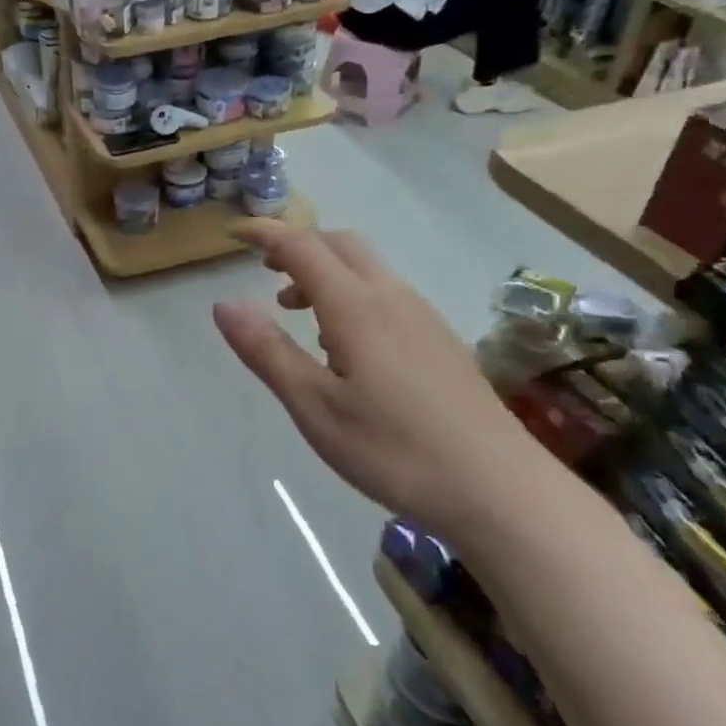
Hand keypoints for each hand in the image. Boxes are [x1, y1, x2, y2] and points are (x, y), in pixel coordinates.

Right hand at [213, 223, 549, 536]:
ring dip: (326, 272)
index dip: (266, 234)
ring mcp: (423, 318)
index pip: (302, 247)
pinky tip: (346, 346)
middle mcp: (392, 298)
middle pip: (341, 244)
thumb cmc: (394, 449)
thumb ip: (266, 351)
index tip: (235, 233)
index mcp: (356, 307)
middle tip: (266, 270)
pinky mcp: (442, 342)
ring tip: (297, 312)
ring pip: (367, 269)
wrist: (502, 492)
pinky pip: (387, 295)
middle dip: (299, 245)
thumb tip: (223, 303)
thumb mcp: (314, 406)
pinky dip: (352, 294)